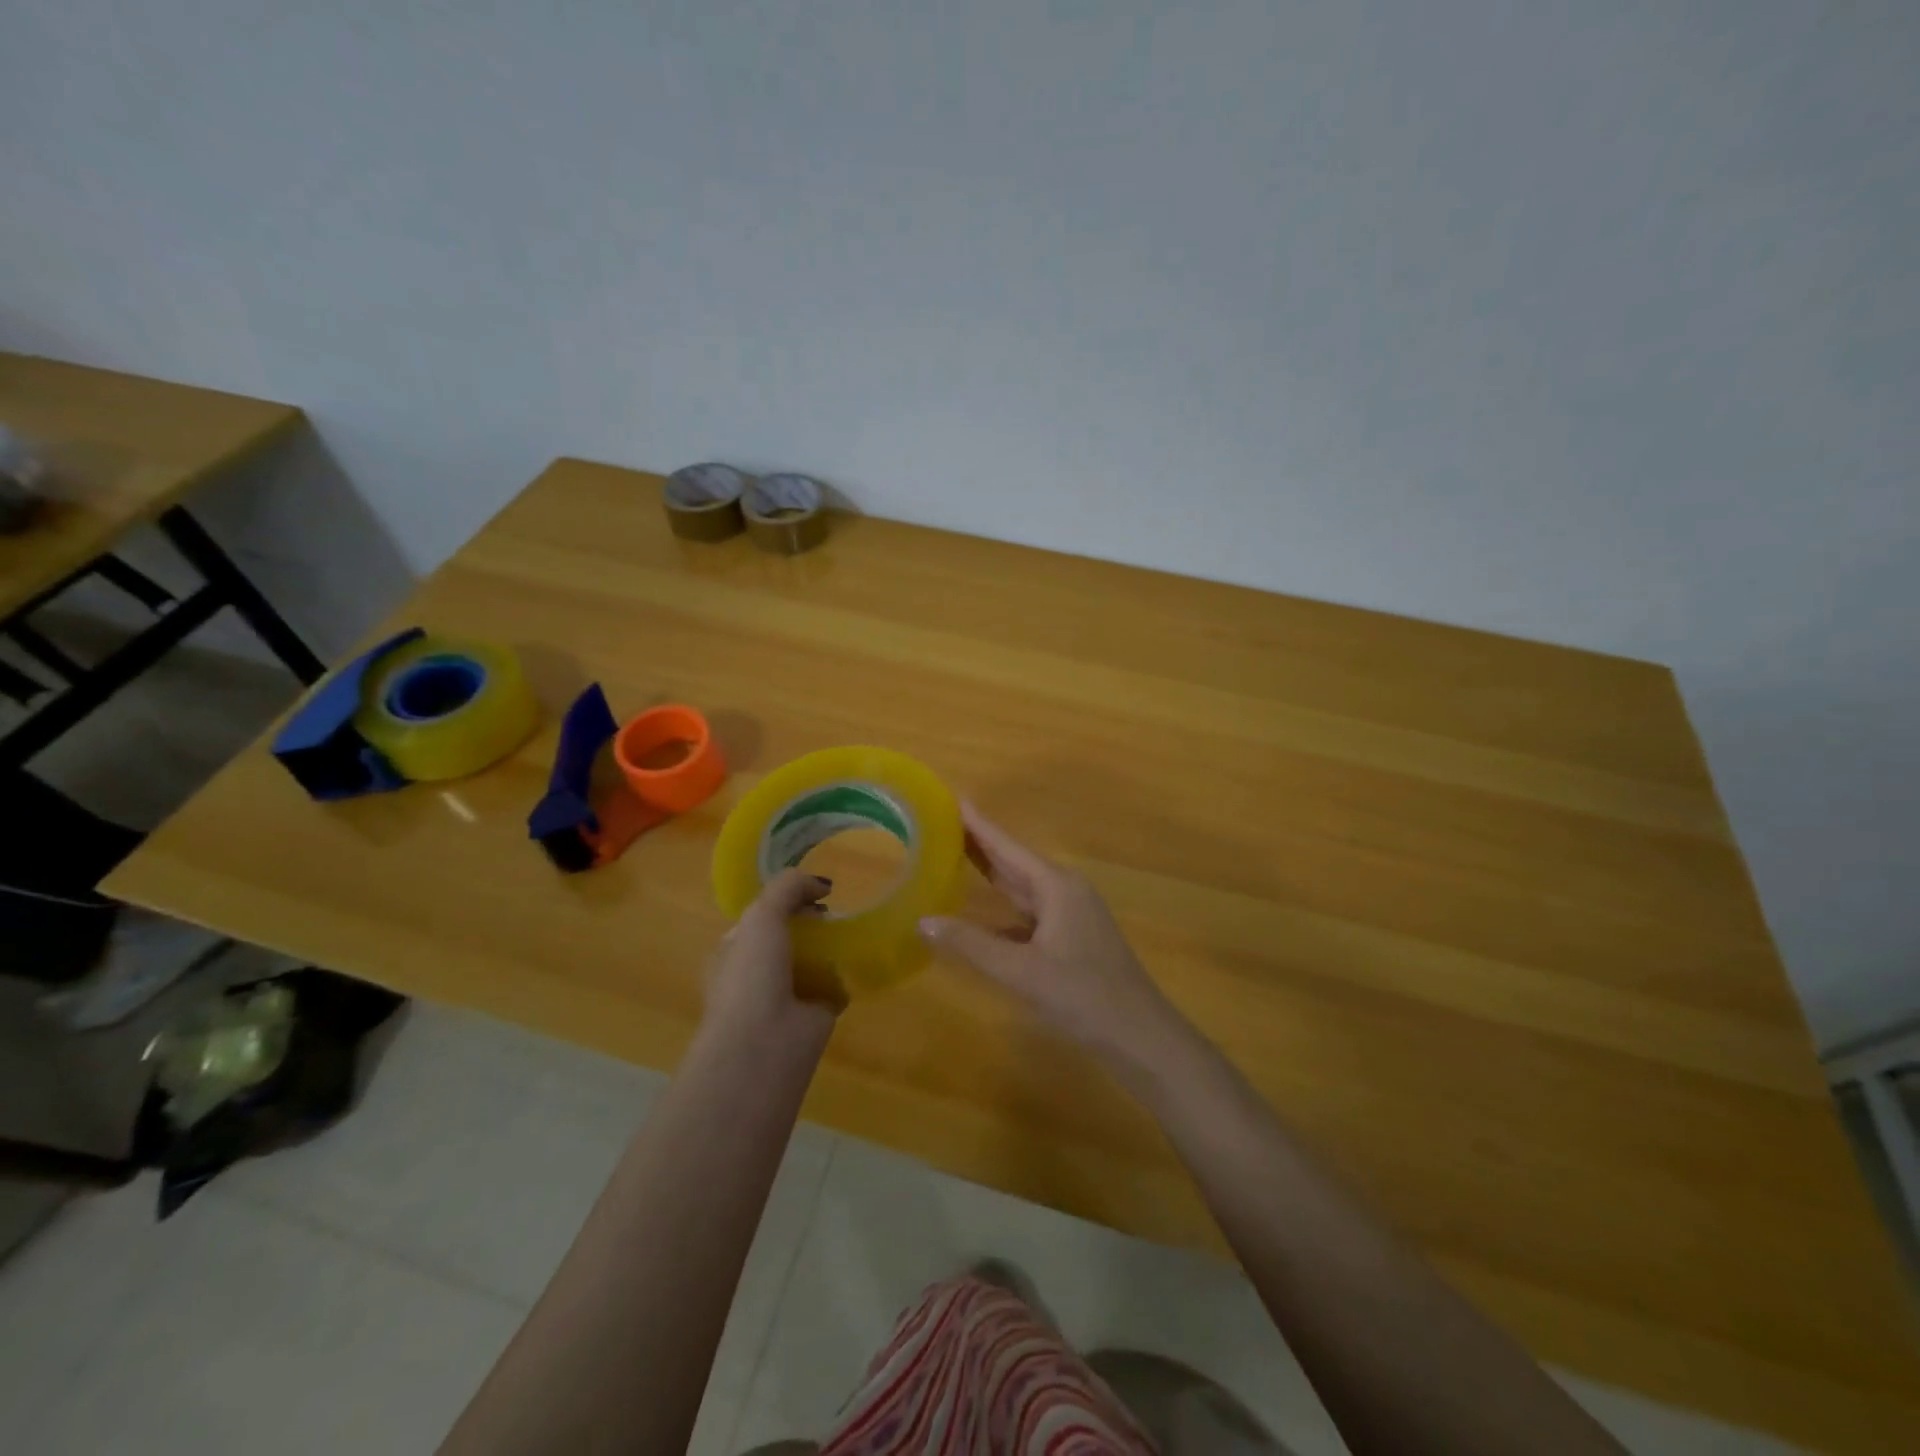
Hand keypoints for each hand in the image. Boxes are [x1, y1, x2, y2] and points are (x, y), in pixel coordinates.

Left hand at [703, 869, 838, 1055]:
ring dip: (830, 950)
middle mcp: (755, 974)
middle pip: (787, 938)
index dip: (785, 901)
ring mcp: (784, 997)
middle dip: (811, 924)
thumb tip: (822, 885)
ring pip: (811, 963)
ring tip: (851, 932)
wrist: (764, 1045)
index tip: (815, 893)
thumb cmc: (752, 976)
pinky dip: (845, 978)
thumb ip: (788, 889)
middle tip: (834, 912)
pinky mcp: (814, 1016)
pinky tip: (858, 964)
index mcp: (732, 952)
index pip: (759, 918)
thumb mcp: (762, 916)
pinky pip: (832, 988)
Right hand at [918, 803, 1178, 1060]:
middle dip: (980, 843)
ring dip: (990, 872)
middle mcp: (1064, 890)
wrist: (1139, 1035)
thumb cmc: (1083, 995)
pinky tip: (980, 910)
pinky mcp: (1070, 937)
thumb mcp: (1021, 972)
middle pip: (1013, 861)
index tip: (952, 798)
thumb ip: (972, 945)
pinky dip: (1002, 906)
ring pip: (1021, 886)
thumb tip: (923, 921)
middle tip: (941, 821)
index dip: (979, 825)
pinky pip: (1028, 911)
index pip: (1008, 847)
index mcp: (1056, 886)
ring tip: (953, 855)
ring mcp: (1070, 914)